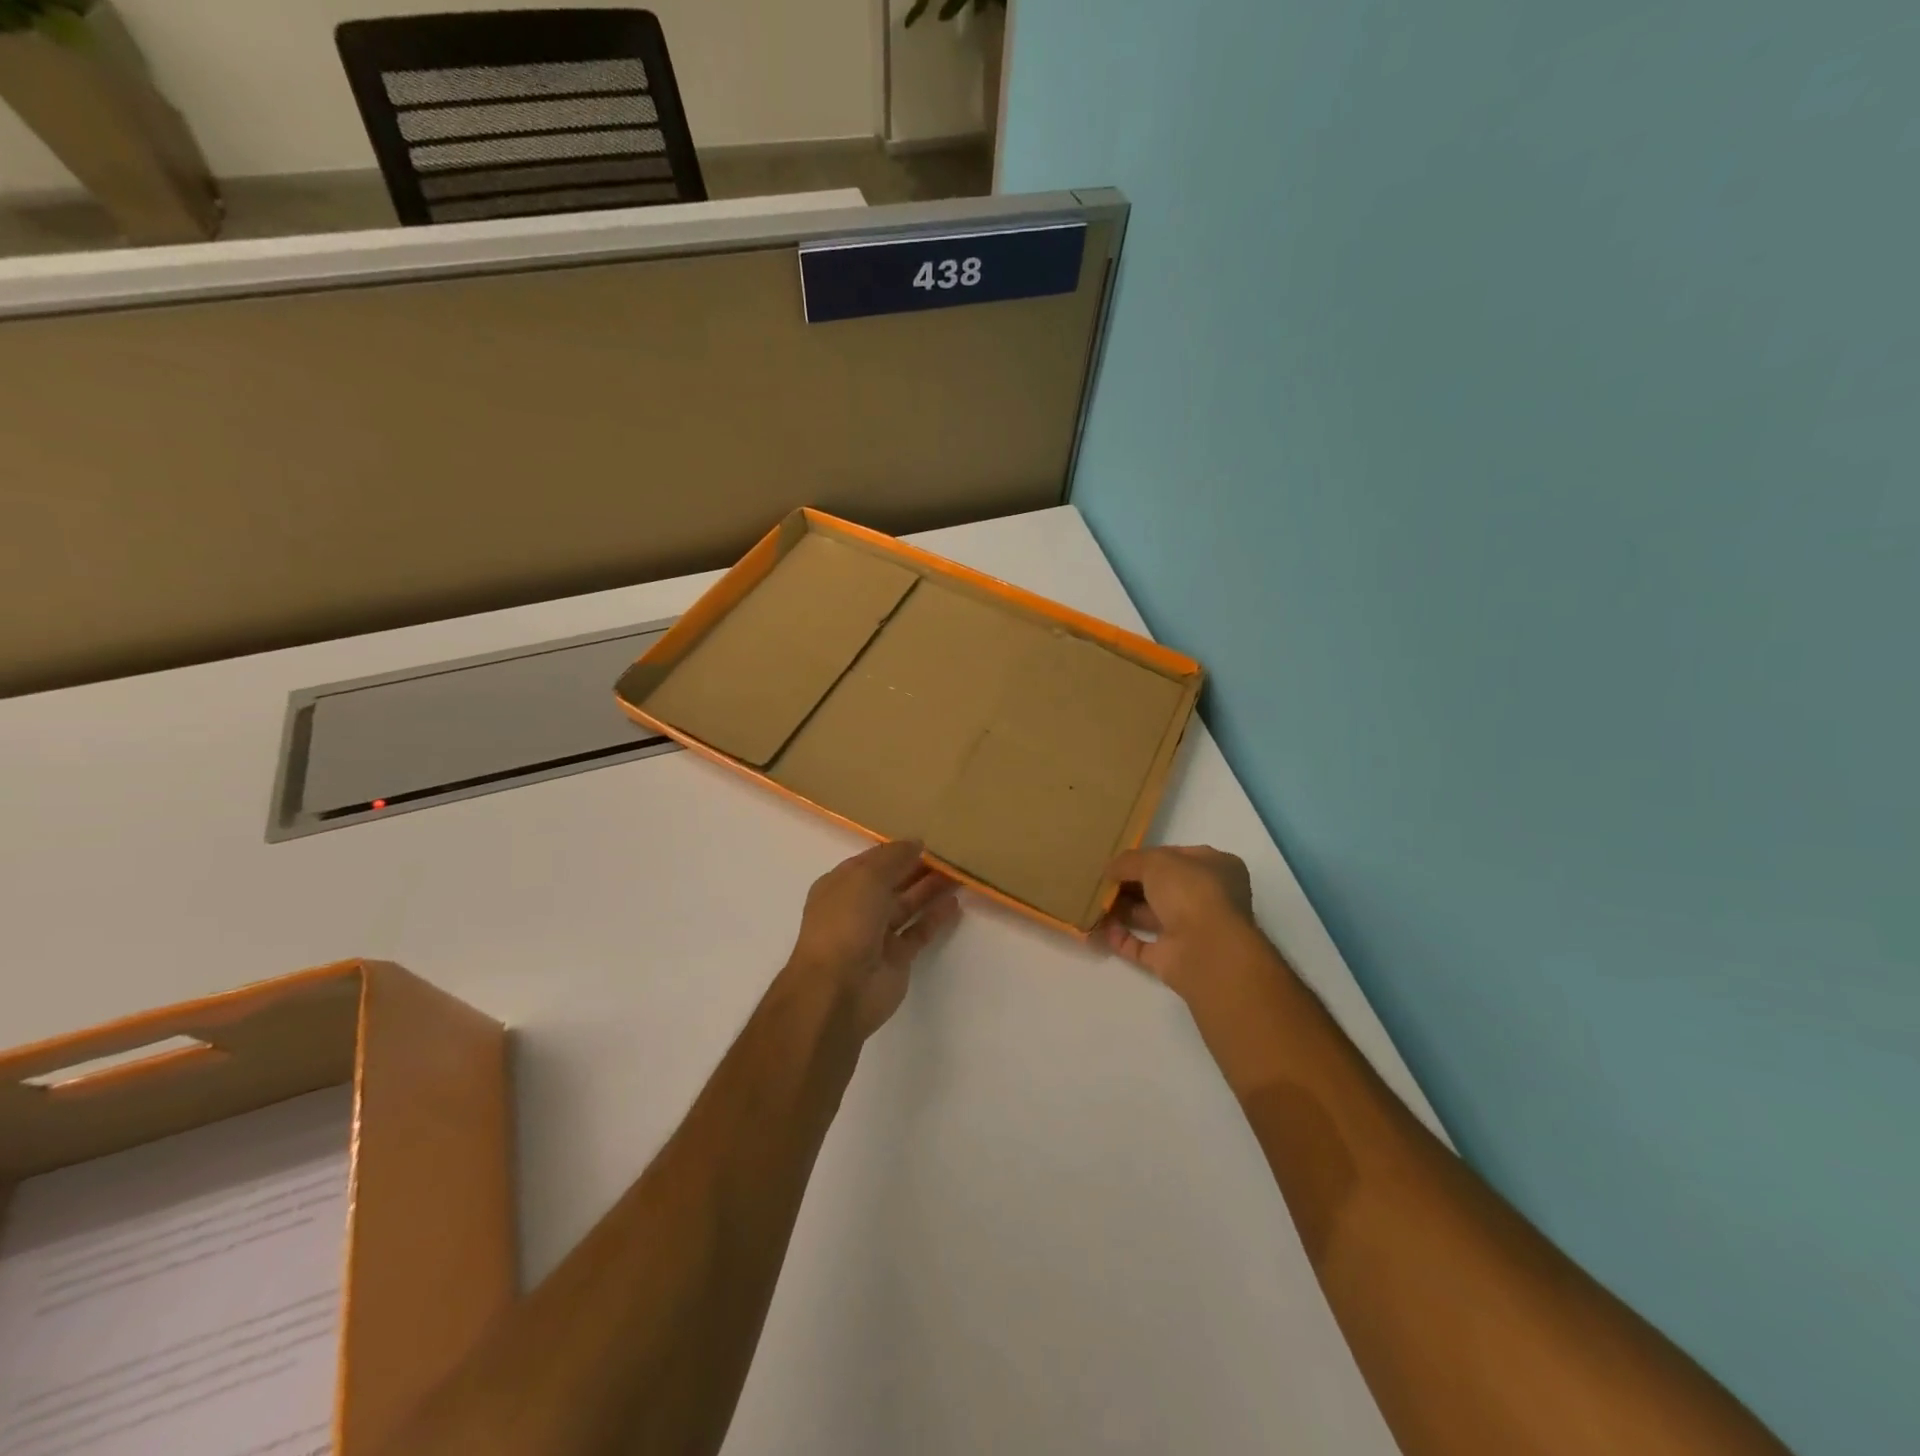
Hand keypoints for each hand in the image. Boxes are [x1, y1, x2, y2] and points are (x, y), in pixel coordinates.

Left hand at [785, 840, 960, 1037]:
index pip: (872, 861)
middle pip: (892, 882)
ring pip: (907, 906)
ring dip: (930, 890)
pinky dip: (935, 918)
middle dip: (918, 869)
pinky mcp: (896, 958)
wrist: (838, 990)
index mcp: (841, 886)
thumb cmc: (845, 923)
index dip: (897, 850)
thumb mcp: (866, 877)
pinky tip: (955, 904)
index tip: (928, 841)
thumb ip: (893, 857)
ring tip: (959, 874)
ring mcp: (877, 935)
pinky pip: (919, 932)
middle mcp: (857, 908)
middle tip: (951, 856)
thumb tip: (916, 843)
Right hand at [1102, 845, 1259, 999]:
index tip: (1118, 859)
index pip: (1176, 857)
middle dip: (1130, 884)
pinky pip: (1142, 945)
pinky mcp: (1174, 958)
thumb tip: (1110, 869)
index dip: (1146, 856)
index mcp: (1216, 868)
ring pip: (1151, 916)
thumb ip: (1129, 861)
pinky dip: (1121, 937)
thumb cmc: (1190, 892)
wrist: (1208, 950)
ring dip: (1123, 909)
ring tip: (1093, 902)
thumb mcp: (1155, 861)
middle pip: (1162, 887)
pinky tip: (1099, 928)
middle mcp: (1207, 898)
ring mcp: (1191, 930)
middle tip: (1101, 881)